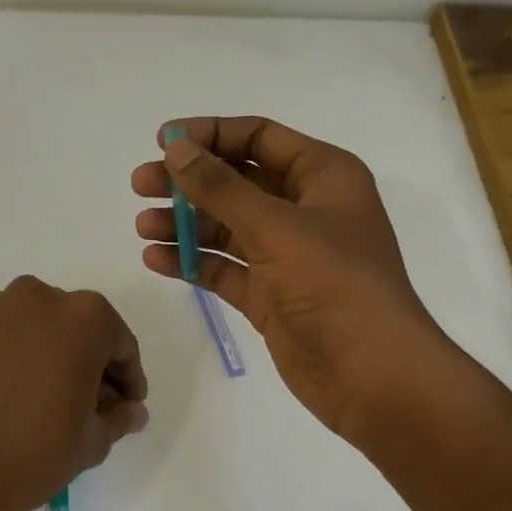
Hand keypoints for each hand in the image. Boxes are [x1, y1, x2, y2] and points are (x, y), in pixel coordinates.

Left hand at [0, 276, 149, 510]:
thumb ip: (117, 416)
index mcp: (82, 318)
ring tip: (20, 395)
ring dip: (25, 350)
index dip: (124, 375)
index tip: (121, 403)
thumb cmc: (36, 456)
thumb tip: (129, 410)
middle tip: (73, 397)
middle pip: (64, 323)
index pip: (116, 340)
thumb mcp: (93, 442)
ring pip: (15, 324)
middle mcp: (32, 297)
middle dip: (74, 355)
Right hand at [132, 116, 443, 440]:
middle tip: (140, 185)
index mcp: (323, 177)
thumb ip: (221, 188)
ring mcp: (287, 256)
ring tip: (144, 227)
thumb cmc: (334, 285)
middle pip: (237, 182)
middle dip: (189, 182)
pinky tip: (156, 259)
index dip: (210, 135)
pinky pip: (224, 268)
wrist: (371, 375)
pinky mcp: (270, 296)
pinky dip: (192, 261)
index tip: (162, 141)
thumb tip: (177, 149)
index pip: (259, 138)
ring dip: (186, 224)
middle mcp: (305, 210)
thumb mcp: (275, 227)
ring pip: (227, 227)